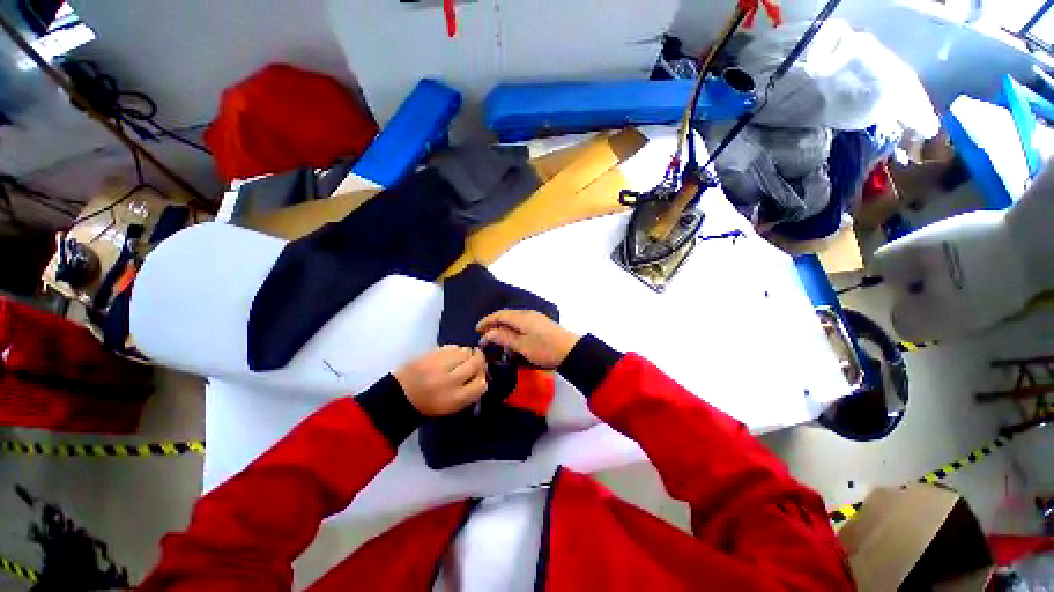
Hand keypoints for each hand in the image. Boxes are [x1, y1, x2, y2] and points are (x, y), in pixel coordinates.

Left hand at [394, 346, 487, 415]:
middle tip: (475, 362)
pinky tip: (449, 357)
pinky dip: (455, 350)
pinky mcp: (431, 353)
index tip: (477, 377)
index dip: (482, 378)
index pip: (482, 384)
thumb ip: (471, 392)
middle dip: (479, 360)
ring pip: (467, 351)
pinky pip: (453, 346)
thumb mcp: (453, 406)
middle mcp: (450, 380)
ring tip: (459, 360)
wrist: (400, 395)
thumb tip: (482, 373)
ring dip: (467, 354)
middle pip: (477, 362)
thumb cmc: (430, 403)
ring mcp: (440, 364)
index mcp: (456, 398)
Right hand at [476, 310, 579, 369]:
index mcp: (521, 317)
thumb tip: (488, 333)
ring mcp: (535, 318)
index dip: (487, 321)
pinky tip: (512, 339)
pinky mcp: (541, 324)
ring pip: (514, 319)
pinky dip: (513, 329)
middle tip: (484, 334)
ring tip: (496, 338)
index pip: (499, 315)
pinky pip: (521, 323)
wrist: (571, 351)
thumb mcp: (522, 346)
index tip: (477, 329)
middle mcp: (527, 314)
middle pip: (506, 315)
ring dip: (503, 327)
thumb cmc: (545, 350)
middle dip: (494, 324)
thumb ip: (504, 337)